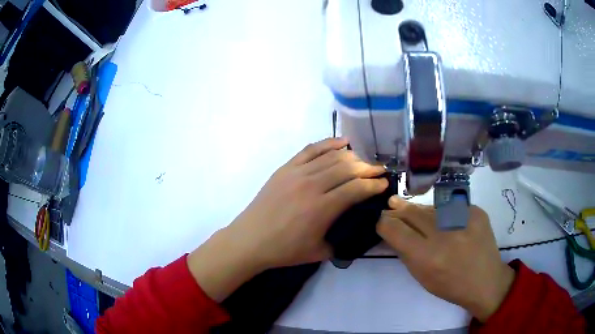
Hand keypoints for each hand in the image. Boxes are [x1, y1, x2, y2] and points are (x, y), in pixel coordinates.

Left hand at [189, 138, 387, 300]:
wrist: (250, 240)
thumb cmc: (284, 250)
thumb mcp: (320, 252)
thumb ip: (343, 240)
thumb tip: (358, 228)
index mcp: (322, 208)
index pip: (356, 189)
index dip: (374, 184)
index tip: (384, 183)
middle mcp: (311, 185)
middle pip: (347, 168)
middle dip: (368, 168)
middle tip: (379, 171)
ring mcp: (297, 173)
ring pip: (332, 157)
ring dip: (352, 157)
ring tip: (363, 161)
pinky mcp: (285, 168)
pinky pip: (310, 150)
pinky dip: (328, 144)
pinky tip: (342, 142)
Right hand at [377, 196, 514, 321]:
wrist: (486, 281)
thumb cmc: (450, 286)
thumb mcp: (422, 277)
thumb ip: (406, 252)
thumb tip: (393, 230)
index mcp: (427, 257)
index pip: (395, 230)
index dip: (384, 223)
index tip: (381, 221)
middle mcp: (444, 234)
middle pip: (413, 213)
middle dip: (398, 209)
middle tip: (391, 204)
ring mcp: (463, 218)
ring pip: (431, 207)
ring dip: (419, 210)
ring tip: (409, 208)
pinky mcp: (476, 211)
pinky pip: (451, 207)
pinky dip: (442, 212)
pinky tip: (441, 219)